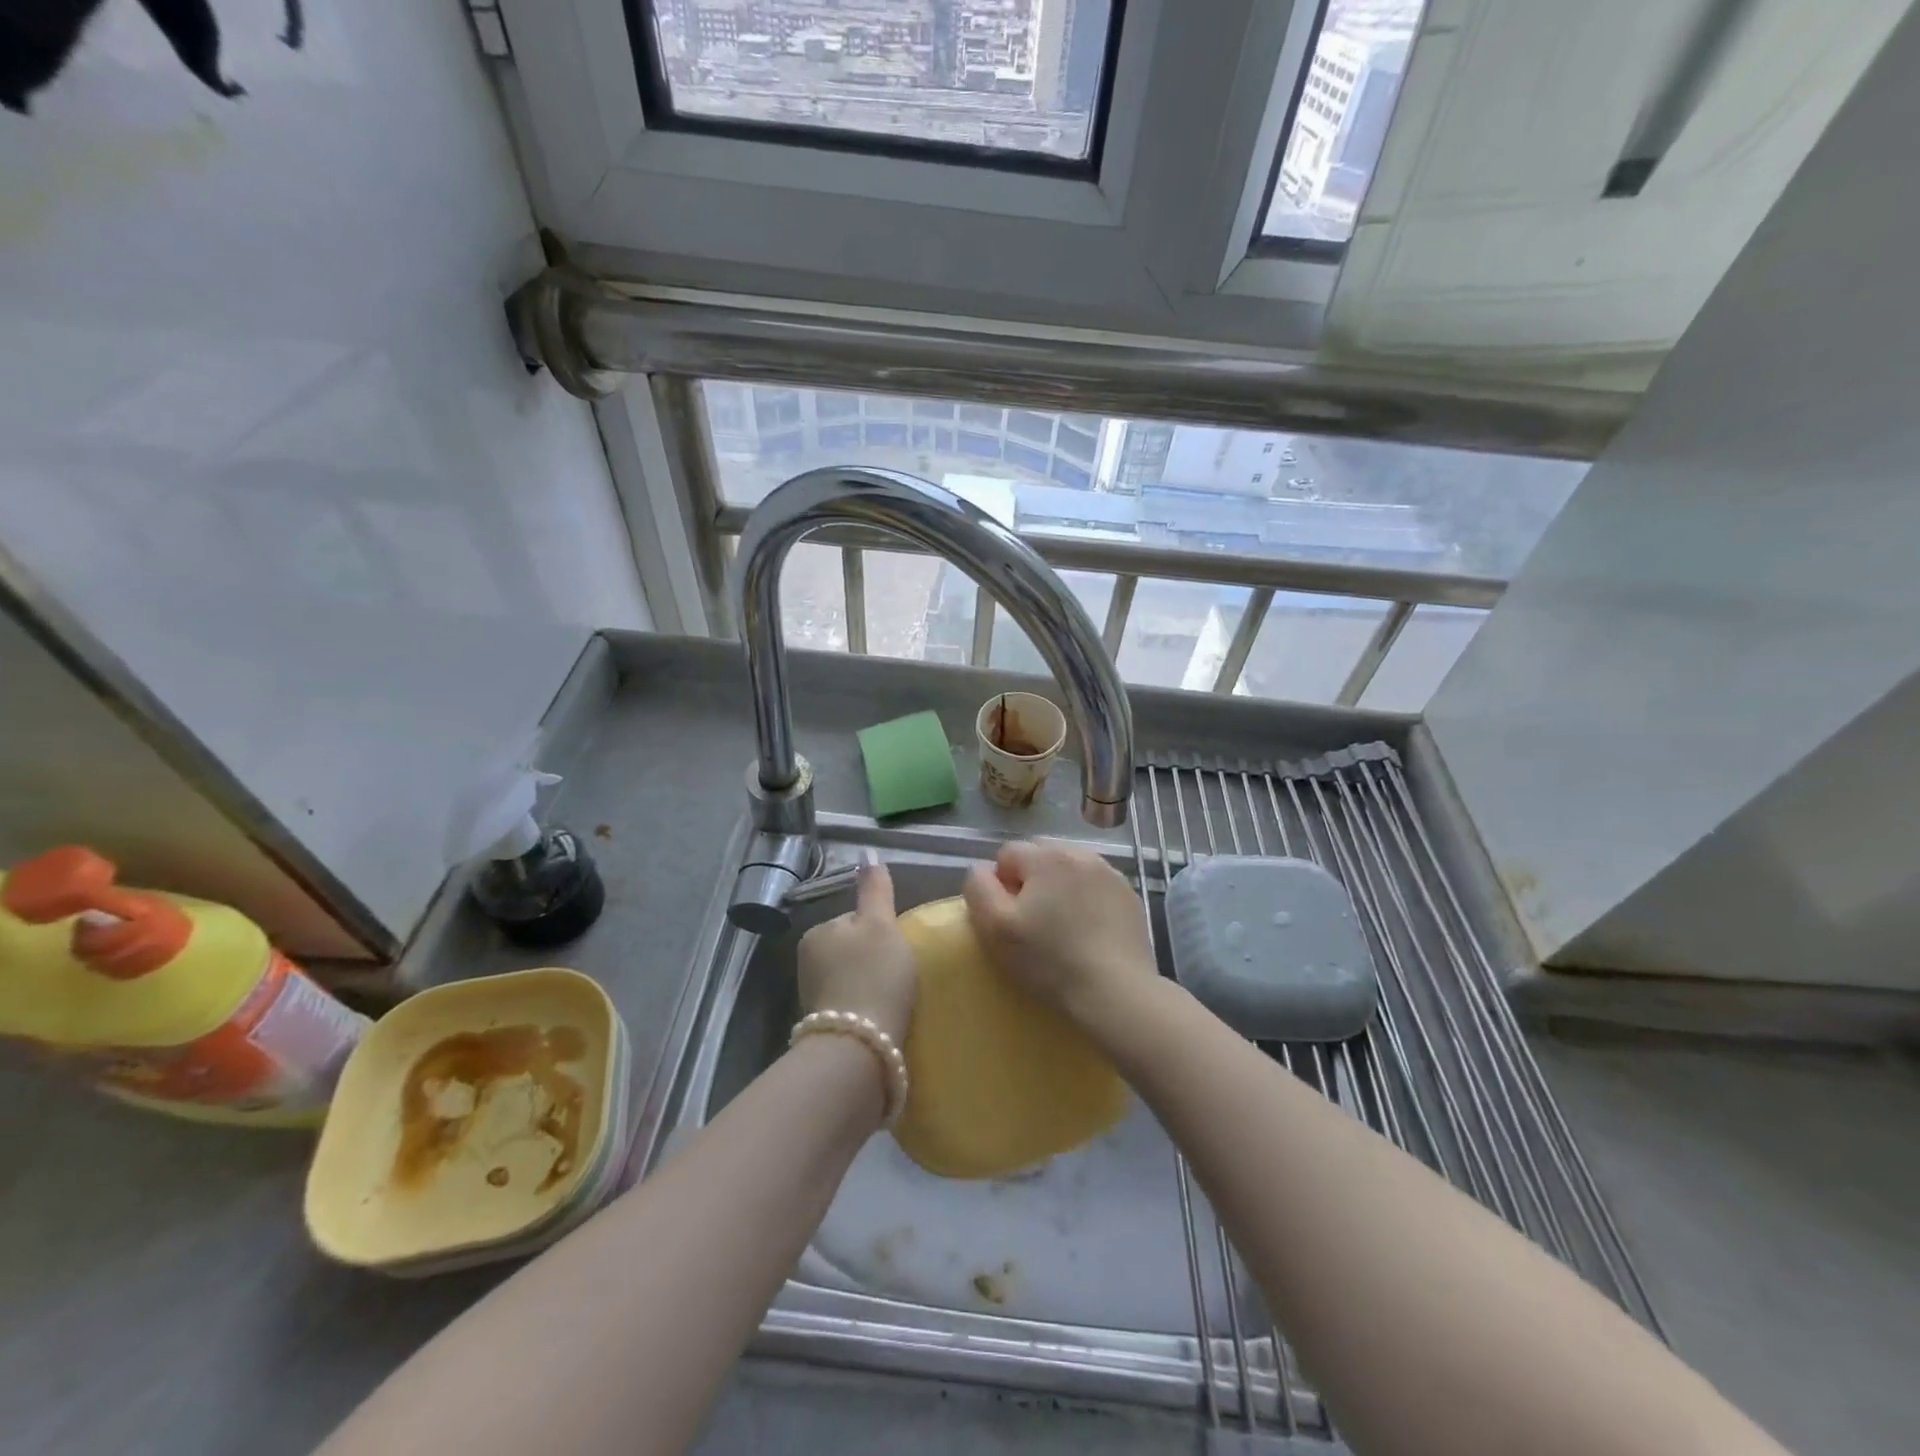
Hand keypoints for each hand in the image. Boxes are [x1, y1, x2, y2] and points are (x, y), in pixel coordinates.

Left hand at [797, 861, 917, 1044]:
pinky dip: (867, 1007)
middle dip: (874, 959)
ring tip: (893, 999)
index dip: (882, 931)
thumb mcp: (881, 924)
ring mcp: (811, 996)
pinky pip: (851, 1004)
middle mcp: (806, 961)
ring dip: (871, 984)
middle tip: (898, 976)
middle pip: (854, 948)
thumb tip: (867, 853)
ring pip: (852, 977)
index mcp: (817, 932)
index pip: (857, 919)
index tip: (897, 950)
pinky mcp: (823, 1026)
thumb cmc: (874, 975)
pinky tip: (882, 1018)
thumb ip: (875, 889)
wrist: (860, 1049)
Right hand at [963, 840, 1159, 1041]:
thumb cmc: (1049, 960)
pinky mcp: (1129, 897)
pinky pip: (1096, 886)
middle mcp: (1080, 854)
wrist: (1116, 992)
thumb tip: (982, 870)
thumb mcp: (995, 928)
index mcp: (1046, 857)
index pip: (1007, 853)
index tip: (1009, 918)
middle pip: (1040, 855)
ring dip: (1060, 887)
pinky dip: (1087, 900)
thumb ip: (979, 888)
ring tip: (1061, 926)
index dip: (1000, 884)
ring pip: (1070, 868)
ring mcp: (1110, 874)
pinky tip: (1088, 932)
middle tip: (1032, 920)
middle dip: (1031, 879)